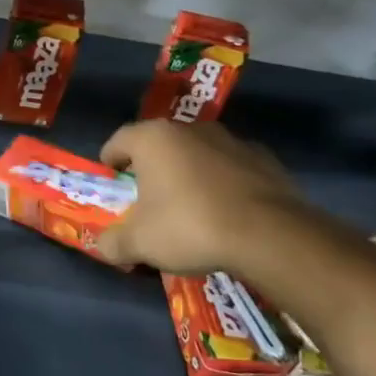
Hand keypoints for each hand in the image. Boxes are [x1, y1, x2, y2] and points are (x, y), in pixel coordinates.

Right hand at [95, 119, 305, 274]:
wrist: (270, 235)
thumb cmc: (190, 227)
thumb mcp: (139, 243)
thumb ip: (113, 243)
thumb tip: (104, 246)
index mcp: (152, 139)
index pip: (117, 142)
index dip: (110, 166)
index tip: (113, 189)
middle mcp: (189, 129)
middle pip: (158, 147)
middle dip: (150, 171)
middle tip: (148, 203)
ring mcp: (230, 140)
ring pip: (195, 155)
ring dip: (187, 175)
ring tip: (190, 211)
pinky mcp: (264, 158)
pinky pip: (229, 168)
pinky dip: (222, 184)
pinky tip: (226, 214)